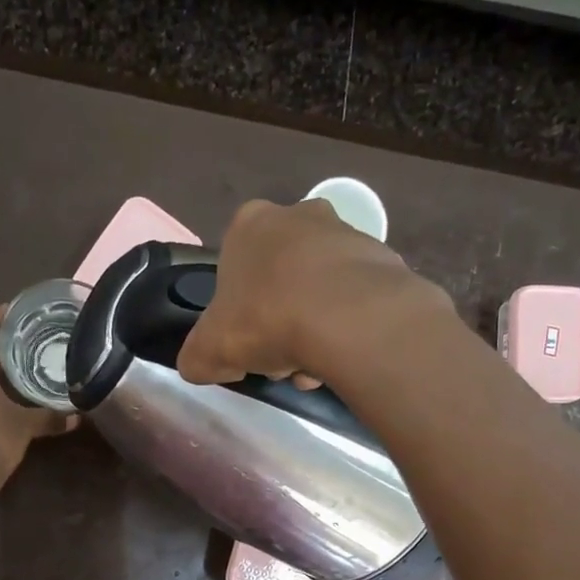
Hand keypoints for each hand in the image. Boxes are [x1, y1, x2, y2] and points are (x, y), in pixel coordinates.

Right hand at [177, 199, 451, 389]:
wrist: (347, 317)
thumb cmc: (266, 319)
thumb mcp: (208, 350)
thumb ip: (196, 357)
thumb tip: (199, 364)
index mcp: (249, 225)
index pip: (234, 266)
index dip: (237, 310)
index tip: (246, 341)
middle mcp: (297, 215)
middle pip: (280, 277)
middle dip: (279, 318)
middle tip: (281, 358)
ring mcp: (345, 231)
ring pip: (319, 288)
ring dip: (314, 325)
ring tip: (316, 365)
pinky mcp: (382, 256)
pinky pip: (355, 296)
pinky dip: (347, 323)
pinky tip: (343, 353)